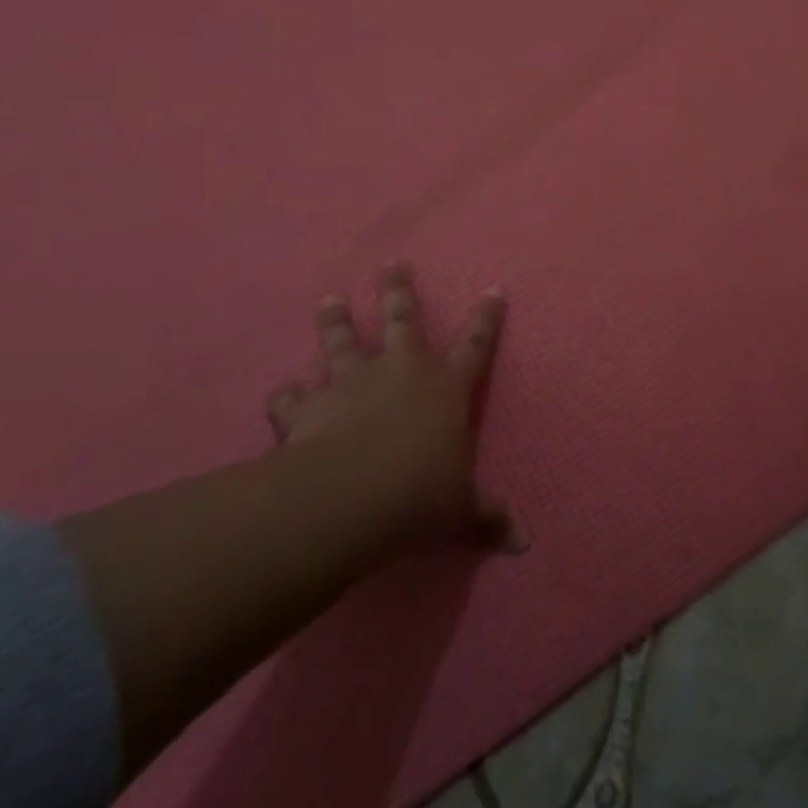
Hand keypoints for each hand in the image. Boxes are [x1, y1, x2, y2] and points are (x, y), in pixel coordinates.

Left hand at [266, 263, 525, 554]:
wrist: (350, 498)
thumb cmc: (420, 496)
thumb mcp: (461, 512)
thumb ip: (488, 519)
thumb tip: (525, 544)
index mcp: (445, 387)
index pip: (476, 343)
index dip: (487, 317)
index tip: (494, 288)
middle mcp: (400, 371)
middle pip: (401, 318)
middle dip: (398, 290)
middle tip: (392, 262)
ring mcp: (352, 382)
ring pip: (342, 341)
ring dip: (335, 320)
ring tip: (329, 298)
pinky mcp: (309, 405)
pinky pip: (293, 396)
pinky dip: (287, 395)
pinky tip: (282, 394)